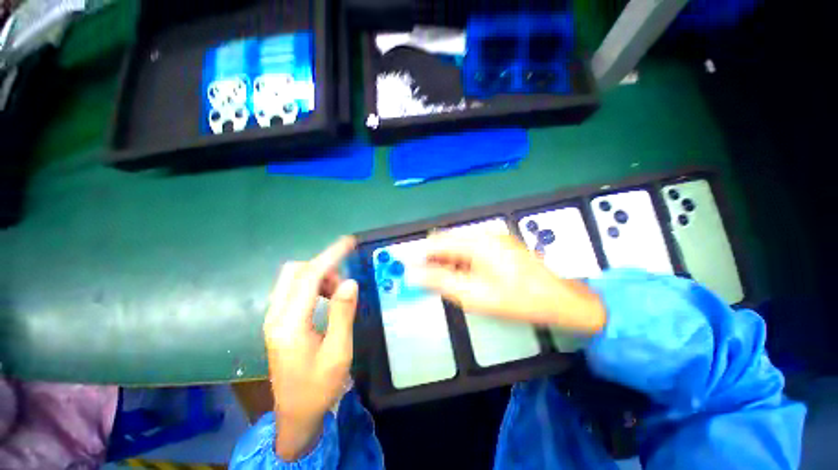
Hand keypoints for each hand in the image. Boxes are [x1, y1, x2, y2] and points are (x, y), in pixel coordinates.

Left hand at [264, 237, 357, 460]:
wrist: (295, 415)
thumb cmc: (319, 387)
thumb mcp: (338, 352)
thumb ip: (342, 314)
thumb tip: (350, 282)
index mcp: (289, 324)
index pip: (309, 277)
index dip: (330, 256)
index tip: (348, 242)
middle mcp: (276, 316)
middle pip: (295, 272)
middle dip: (323, 267)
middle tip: (344, 282)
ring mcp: (274, 318)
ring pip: (294, 279)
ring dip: (319, 277)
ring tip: (338, 294)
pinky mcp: (278, 321)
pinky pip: (295, 290)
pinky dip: (313, 286)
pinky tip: (327, 300)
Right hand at [410, 233, 605, 333]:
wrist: (561, 300)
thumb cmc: (517, 300)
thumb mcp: (474, 295)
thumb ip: (440, 282)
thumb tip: (413, 274)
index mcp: (476, 242)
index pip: (436, 242)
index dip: (420, 257)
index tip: (411, 273)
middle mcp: (483, 234)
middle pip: (446, 242)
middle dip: (435, 261)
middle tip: (431, 284)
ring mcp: (493, 238)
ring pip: (458, 246)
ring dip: (448, 263)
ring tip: (452, 284)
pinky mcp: (499, 244)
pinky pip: (471, 249)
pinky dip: (462, 262)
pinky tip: (467, 278)